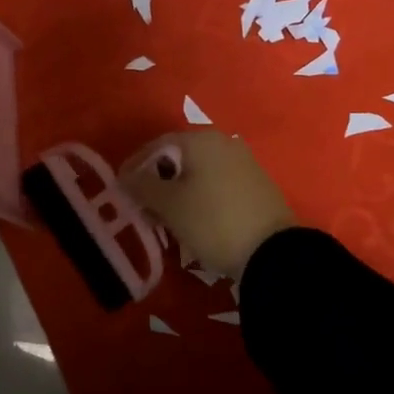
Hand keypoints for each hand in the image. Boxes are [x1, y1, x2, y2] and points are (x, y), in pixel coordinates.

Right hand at [122, 130, 296, 279]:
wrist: (272, 252)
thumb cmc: (212, 221)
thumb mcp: (170, 205)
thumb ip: (142, 187)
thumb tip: (125, 177)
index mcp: (201, 141)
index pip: (158, 145)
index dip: (135, 165)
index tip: (121, 188)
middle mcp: (224, 144)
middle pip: (179, 158)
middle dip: (157, 181)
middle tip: (142, 206)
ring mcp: (244, 164)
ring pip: (199, 173)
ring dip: (178, 192)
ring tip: (166, 218)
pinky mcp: (257, 187)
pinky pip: (217, 185)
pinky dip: (200, 198)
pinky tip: (194, 221)